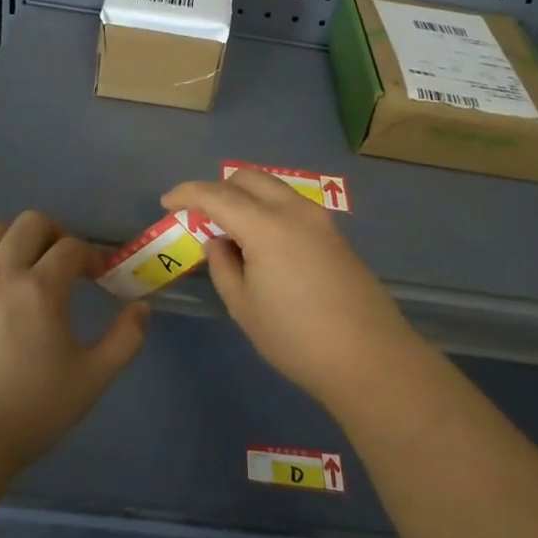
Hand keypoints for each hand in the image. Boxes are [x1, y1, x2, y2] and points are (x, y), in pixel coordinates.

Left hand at [0, 210, 147, 480]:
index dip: (91, 255)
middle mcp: (2, 274)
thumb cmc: (29, 410)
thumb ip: (124, 340)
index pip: (71, 247)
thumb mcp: (91, 379)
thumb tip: (142, 309)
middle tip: (65, 263)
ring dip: (15, 237)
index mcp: (40, 288)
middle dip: (55, 233)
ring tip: (27, 264)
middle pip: (30, 223)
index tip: (98, 276)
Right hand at [162, 172, 421, 406]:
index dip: (187, 193)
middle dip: (219, 188)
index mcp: (266, 225)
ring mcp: (320, 220)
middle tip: (201, 214)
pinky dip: (269, 210)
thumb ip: (223, 266)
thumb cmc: (295, 337)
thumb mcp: (244, 306)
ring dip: (246, 196)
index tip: (168, 202)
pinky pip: (292, 206)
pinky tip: (263, 242)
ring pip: (274, 188)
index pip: (217, 194)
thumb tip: (218, 241)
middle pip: (248, 179)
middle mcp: (294, 210)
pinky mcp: (335, 235)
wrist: (369, 358)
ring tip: (231, 229)